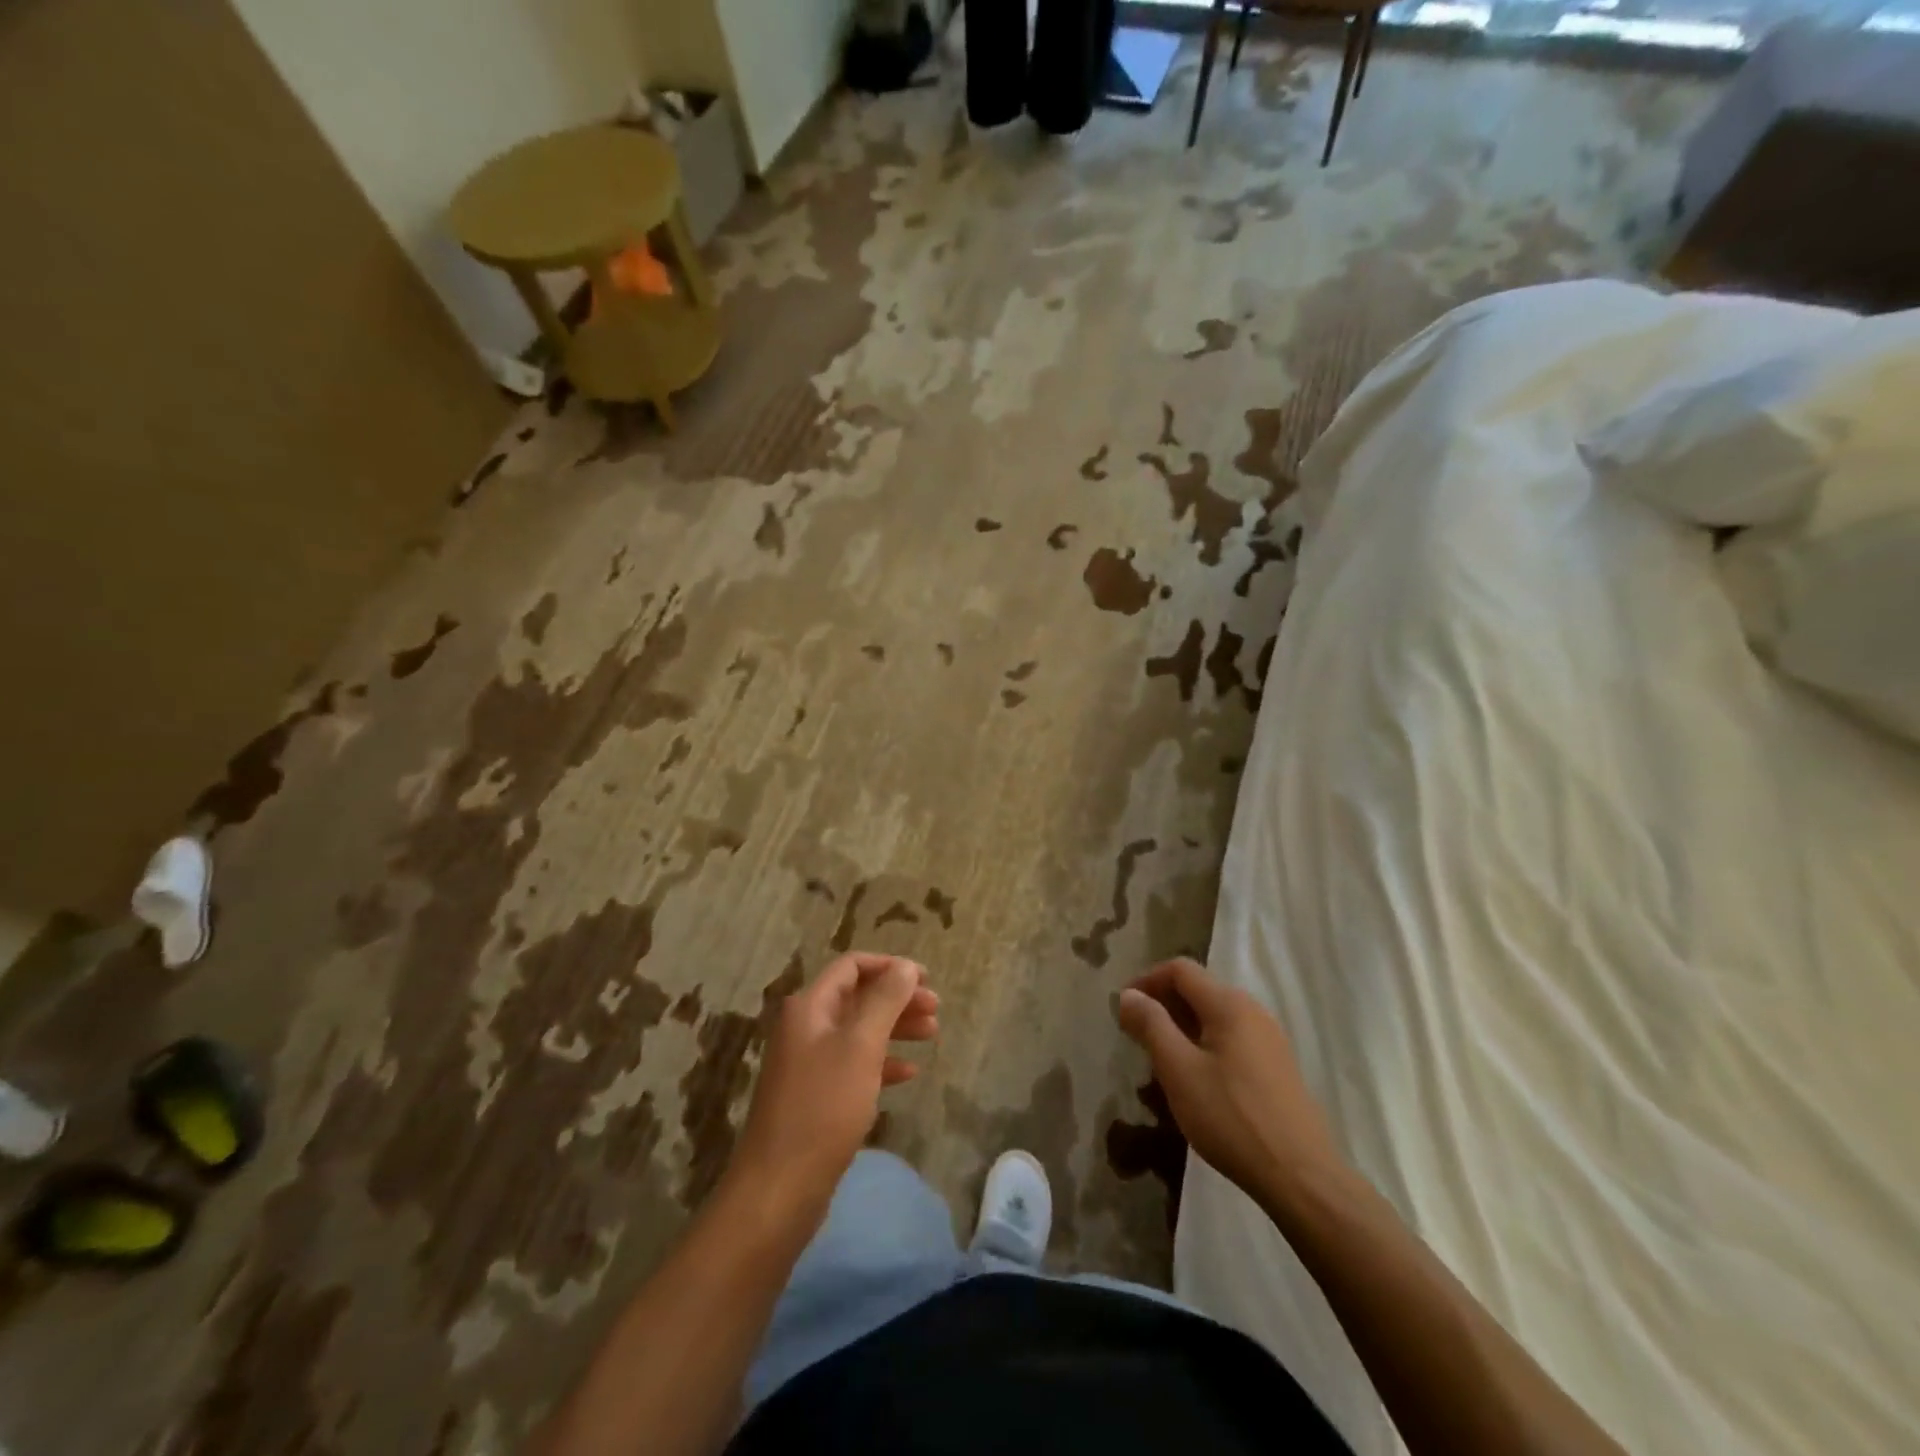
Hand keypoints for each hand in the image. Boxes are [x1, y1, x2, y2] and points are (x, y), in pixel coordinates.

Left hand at [728, 953, 937, 1217]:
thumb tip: (905, 966)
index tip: (926, 979)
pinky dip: (882, 1062)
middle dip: (898, 998)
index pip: (852, 966)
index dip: (890, 967)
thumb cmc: (823, 1107)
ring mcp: (809, 1063)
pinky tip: (909, 1073)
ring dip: (895, 1028)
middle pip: (858, 997)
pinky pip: (854, 1065)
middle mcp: (806, 1027)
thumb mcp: (860, 1046)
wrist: (779, 1188)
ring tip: (932, 1034)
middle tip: (936, 1009)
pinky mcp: (816, 1096)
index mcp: (809, 1007)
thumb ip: (885, 1001)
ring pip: (859, 1031)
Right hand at [1115, 957, 1344, 1209]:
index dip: (1146, 980)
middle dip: (1163, 1006)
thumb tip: (1129, 995)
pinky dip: (1204, 1046)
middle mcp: (1252, 1011)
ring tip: (1161, 1061)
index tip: (1123, 1009)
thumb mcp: (1178, 1070)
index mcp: (1228, 1004)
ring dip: (1182, 1028)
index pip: (1180, 969)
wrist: (1300, 1177)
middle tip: (1137, 1037)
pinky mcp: (1277, 1067)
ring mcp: (1269, 1039)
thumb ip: (1151, 1025)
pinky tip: (1196, 1081)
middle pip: (1198, 990)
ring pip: (1214, 1017)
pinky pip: (1231, 1040)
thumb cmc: (1231, 1117)